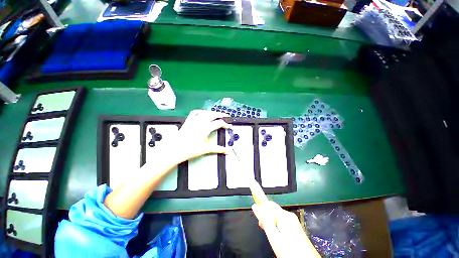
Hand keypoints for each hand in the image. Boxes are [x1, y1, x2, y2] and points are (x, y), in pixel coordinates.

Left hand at [172, 110, 230, 162]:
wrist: (176, 150)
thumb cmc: (191, 149)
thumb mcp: (206, 149)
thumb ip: (218, 149)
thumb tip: (227, 151)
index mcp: (206, 128)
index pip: (219, 123)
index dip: (225, 124)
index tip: (229, 126)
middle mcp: (201, 122)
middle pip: (213, 115)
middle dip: (221, 115)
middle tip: (226, 116)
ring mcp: (194, 120)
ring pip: (205, 112)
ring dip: (212, 112)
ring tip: (216, 114)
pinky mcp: (188, 121)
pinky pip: (195, 112)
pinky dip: (200, 111)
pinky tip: (203, 113)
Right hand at [252, 201, 320, 257]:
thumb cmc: (289, 251)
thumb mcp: (274, 237)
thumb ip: (265, 220)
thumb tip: (255, 205)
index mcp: (284, 215)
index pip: (270, 203)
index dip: (261, 206)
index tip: (257, 215)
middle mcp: (290, 216)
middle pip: (274, 210)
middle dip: (266, 215)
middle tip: (262, 227)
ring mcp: (294, 222)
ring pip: (278, 217)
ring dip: (271, 221)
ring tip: (269, 233)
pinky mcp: (297, 228)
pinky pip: (283, 222)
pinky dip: (277, 226)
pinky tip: (277, 236)